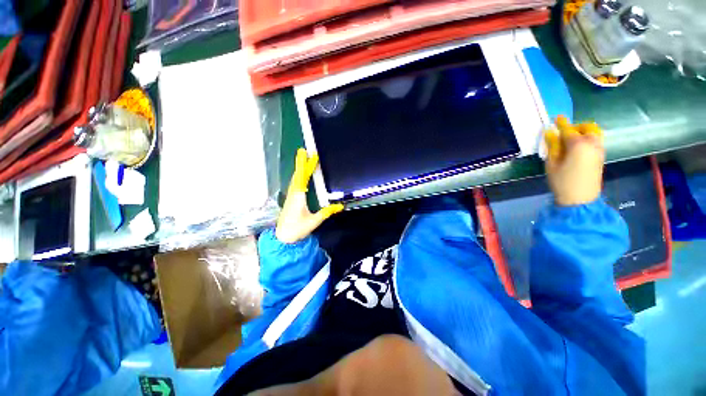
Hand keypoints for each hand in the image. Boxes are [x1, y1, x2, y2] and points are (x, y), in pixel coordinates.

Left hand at [275, 149, 343, 243]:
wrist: (283, 237)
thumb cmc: (297, 229)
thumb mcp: (314, 221)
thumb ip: (327, 212)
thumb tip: (340, 205)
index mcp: (298, 196)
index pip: (302, 177)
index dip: (306, 166)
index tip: (311, 156)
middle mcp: (293, 193)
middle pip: (297, 175)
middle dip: (301, 163)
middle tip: (304, 151)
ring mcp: (290, 196)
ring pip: (295, 179)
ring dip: (299, 169)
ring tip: (304, 160)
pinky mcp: (290, 199)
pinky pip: (295, 184)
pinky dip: (298, 176)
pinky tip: (301, 176)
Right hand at [544, 115, 604, 206]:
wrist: (580, 199)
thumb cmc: (562, 182)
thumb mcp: (552, 164)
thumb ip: (552, 146)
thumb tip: (550, 133)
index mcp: (578, 144)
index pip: (568, 130)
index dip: (561, 123)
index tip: (557, 117)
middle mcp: (592, 143)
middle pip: (587, 127)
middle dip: (576, 127)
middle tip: (564, 133)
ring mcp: (599, 150)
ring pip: (594, 133)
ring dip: (583, 132)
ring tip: (571, 141)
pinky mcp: (601, 157)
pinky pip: (596, 141)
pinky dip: (588, 139)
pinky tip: (577, 148)